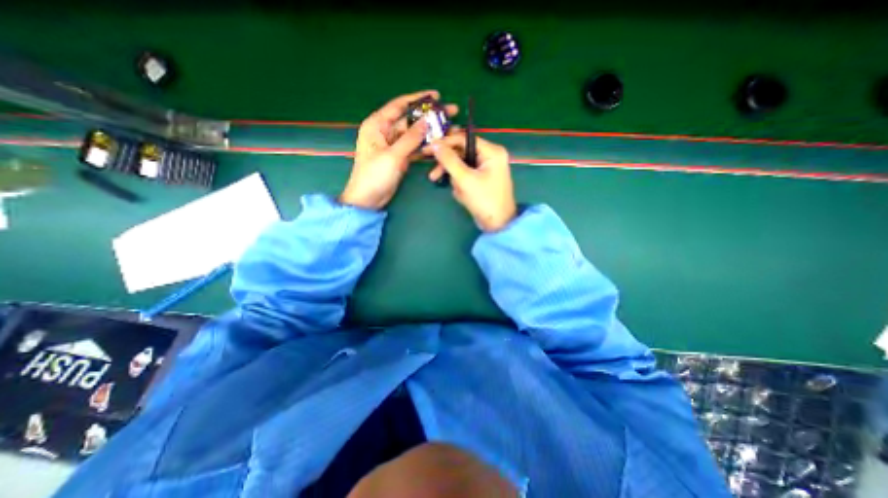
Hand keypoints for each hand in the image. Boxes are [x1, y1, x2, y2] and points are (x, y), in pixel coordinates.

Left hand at [340, 89, 456, 209]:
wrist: (368, 199)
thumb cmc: (374, 175)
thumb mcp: (393, 155)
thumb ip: (411, 138)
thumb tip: (427, 120)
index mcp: (377, 125)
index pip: (399, 106)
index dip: (418, 99)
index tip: (436, 95)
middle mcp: (385, 132)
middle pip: (410, 120)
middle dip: (429, 117)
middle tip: (450, 112)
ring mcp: (393, 146)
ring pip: (414, 135)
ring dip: (430, 133)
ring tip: (449, 129)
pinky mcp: (399, 157)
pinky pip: (414, 148)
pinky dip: (425, 147)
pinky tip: (438, 144)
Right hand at [424, 131, 518, 230]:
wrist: (498, 224)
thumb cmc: (484, 200)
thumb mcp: (465, 179)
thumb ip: (449, 160)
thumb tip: (435, 144)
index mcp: (491, 151)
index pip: (463, 139)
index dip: (445, 143)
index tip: (427, 149)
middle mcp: (490, 156)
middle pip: (462, 153)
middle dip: (449, 167)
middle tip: (433, 175)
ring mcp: (487, 168)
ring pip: (462, 166)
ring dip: (455, 179)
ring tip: (457, 192)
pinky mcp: (483, 179)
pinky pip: (467, 175)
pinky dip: (461, 184)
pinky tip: (462, 195)